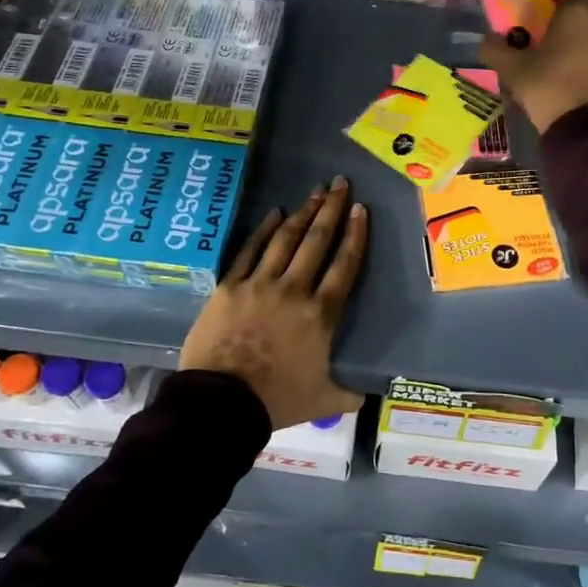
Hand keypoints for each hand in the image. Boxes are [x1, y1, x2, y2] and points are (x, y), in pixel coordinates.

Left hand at [180, 177, 368, 430]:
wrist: (220, 403)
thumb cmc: (276, 401)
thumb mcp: (322, 400)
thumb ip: (347, 393)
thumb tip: (366, 395)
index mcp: (321, 315)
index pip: (345, 265)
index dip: (355, 235)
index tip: (361, 210)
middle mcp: (294, 290)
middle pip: (317, 241)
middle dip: (332, 209)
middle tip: (340, 183)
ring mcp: (259, 284)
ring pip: (286, 239)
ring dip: (303, 213)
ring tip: (315, 192)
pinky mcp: (230, 286)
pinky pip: (250, 250)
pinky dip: (263, 230)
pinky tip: (274, 213)